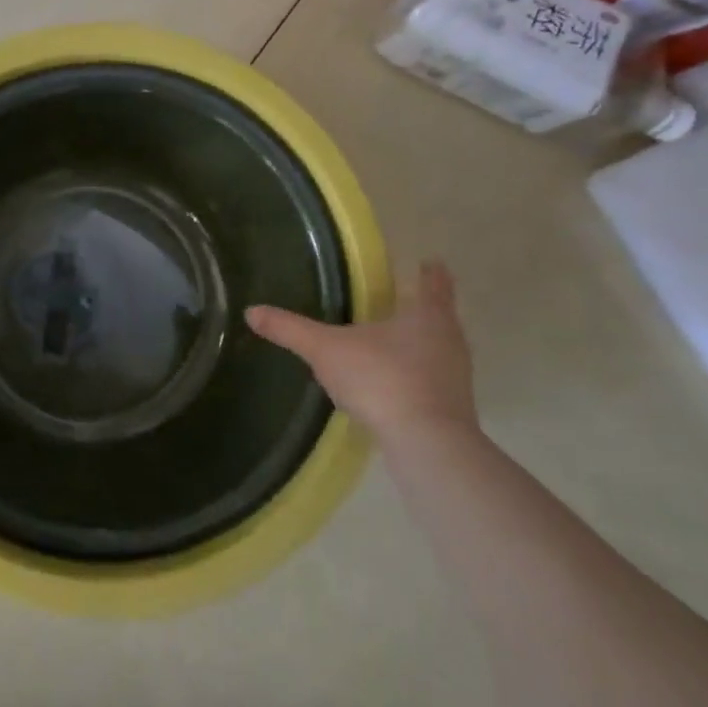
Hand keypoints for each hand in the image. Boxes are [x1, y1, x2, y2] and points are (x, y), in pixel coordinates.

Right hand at [245, 260, 475, 446]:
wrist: (426, 443)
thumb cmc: (381, 378)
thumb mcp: (325, 350)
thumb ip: (290, 329)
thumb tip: (251, 311)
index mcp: (427, 315)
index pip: (434, 283)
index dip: (430, 272)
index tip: (428, 263)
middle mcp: (450, 340)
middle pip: (439, 316)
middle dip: (419, 310)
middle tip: (395, 302)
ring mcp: (456, 376)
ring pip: (437, 350)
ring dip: (417, 346)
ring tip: (388, 344)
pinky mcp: (452, 409)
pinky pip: (431, 382)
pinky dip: (414, 378)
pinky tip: (390, 386)